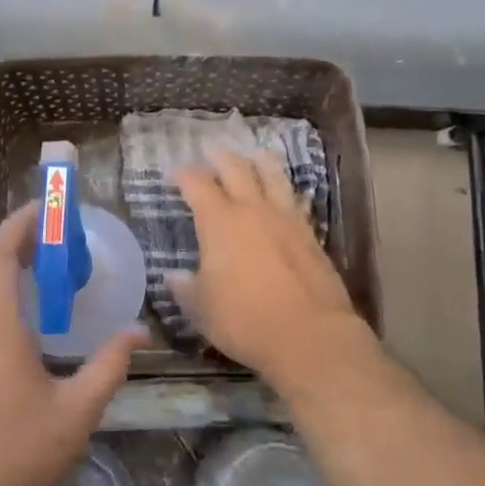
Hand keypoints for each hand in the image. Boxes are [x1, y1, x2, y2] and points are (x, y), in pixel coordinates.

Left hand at [0, 202, 143, 485]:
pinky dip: (1, 309)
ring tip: (50, 280)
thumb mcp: (76, 411)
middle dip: (23, 248)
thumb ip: (109, 364)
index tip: (47, 207)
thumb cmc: (18, 456)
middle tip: (62, 242)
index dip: (21, 223)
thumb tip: (139, 331)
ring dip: (12, 280)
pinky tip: (28, 332)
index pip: (0, 253)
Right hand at [170, 148, 374, 391]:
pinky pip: (295, 201)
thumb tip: (174, 276)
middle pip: (236, 169)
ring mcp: (286, 219)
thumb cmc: (244, 320)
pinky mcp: (310, 235)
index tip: (173, 173)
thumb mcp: (202, 309)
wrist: (309, 335)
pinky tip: (287, 194)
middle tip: (211, 150)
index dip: (183, 174)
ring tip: (255, 153)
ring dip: (260, 161)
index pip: (197, 184)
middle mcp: (253, 210)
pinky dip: (286, 191)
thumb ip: (186, 288)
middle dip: (220, 156)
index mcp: (219, 222)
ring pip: (273, 176)